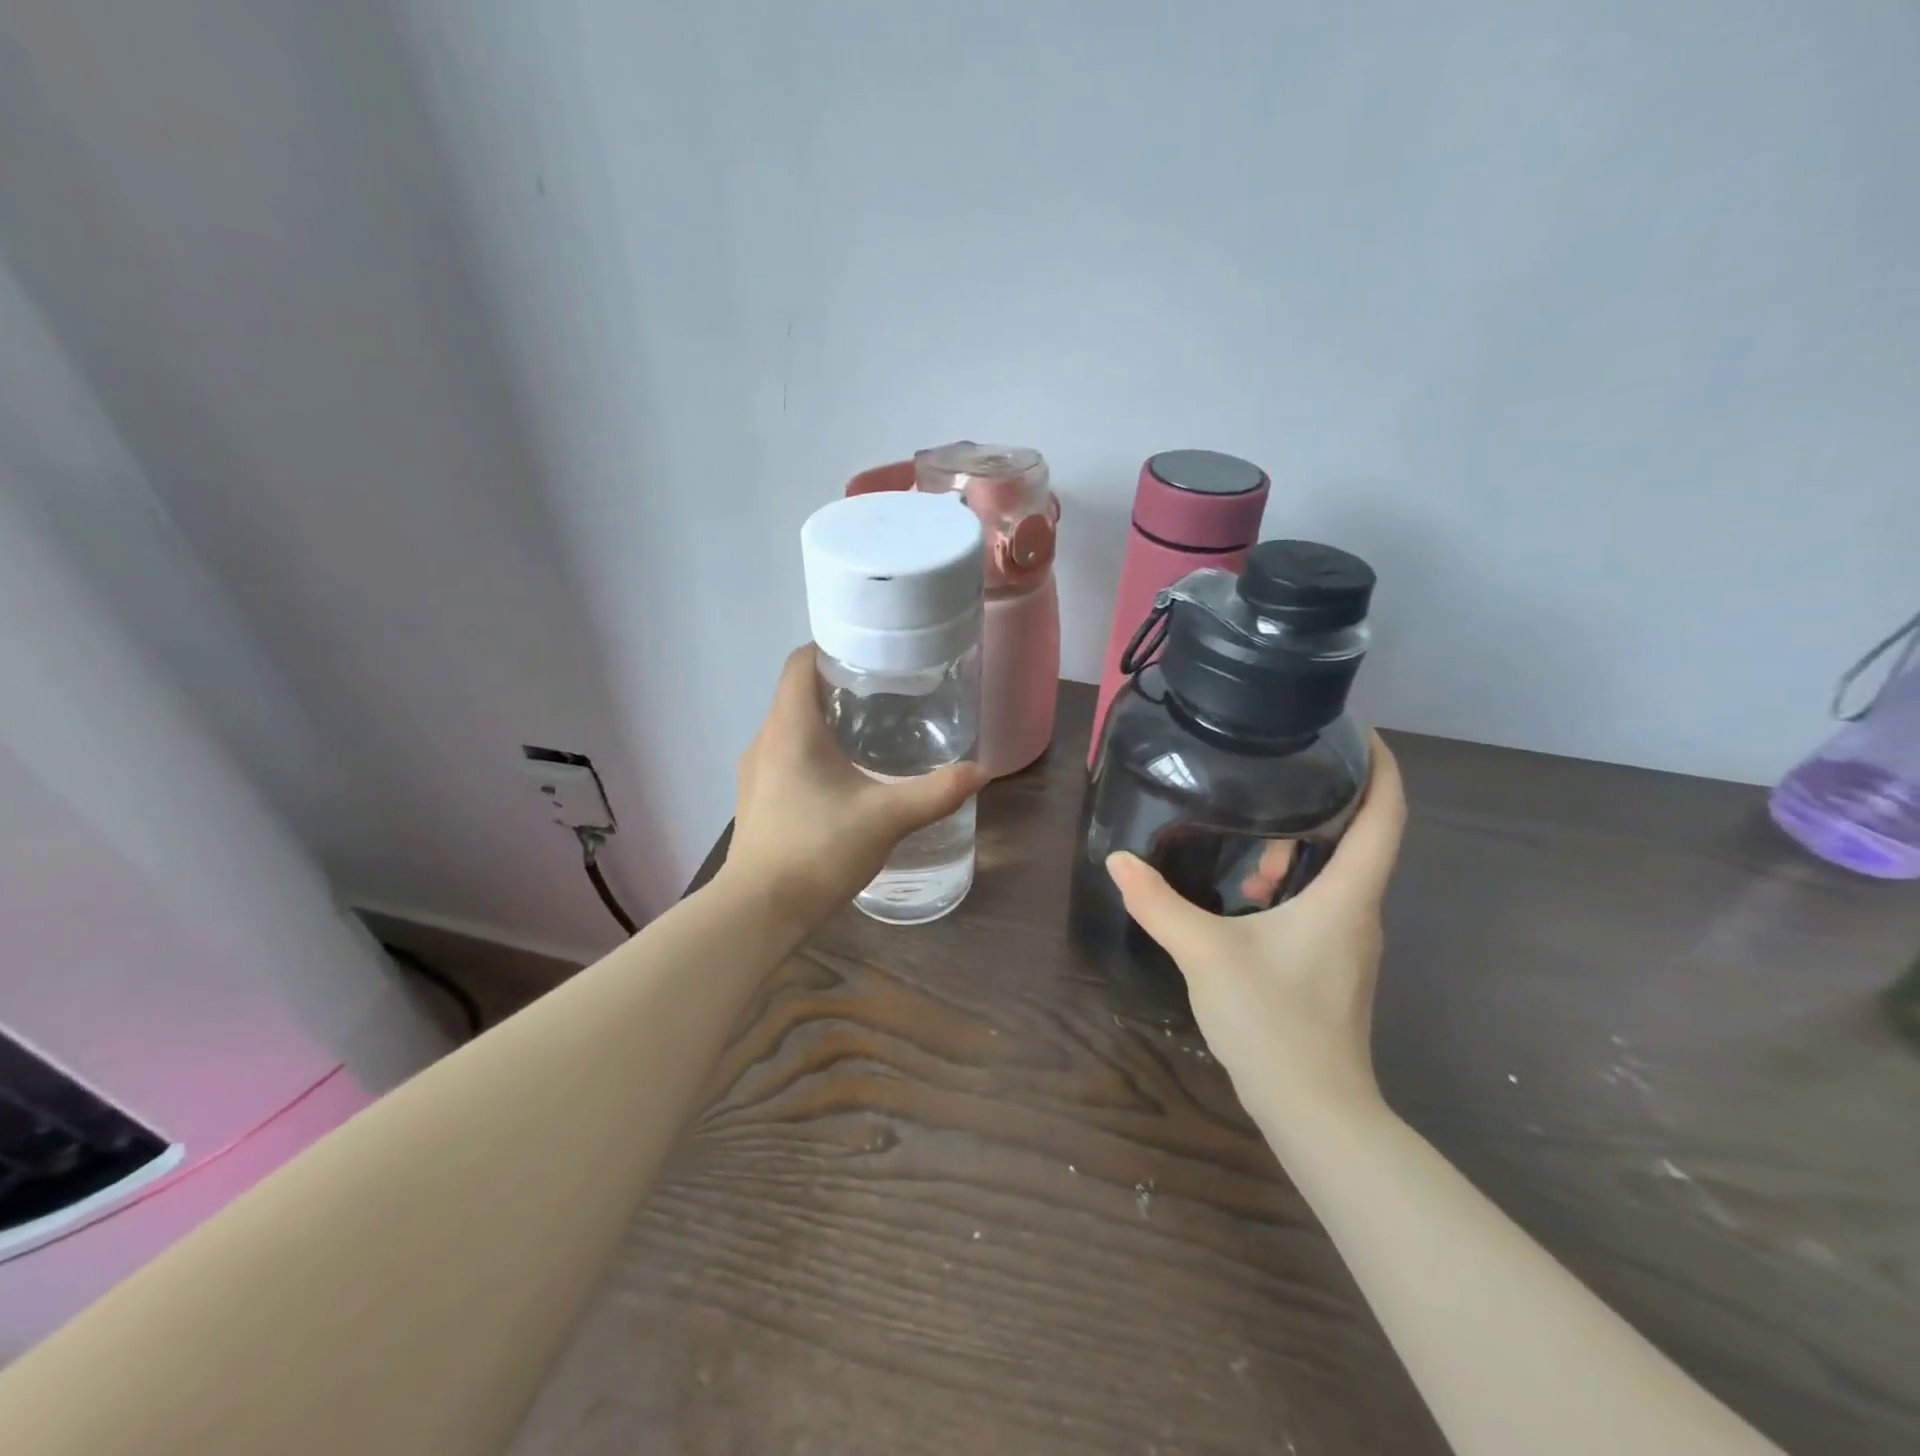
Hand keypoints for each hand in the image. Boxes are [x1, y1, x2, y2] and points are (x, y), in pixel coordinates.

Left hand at [725, 646, 987, 928]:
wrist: (759, 911)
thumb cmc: (817, 851)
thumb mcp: (886, 818)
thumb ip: (935, 793)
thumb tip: (981, 771)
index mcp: (790, 727)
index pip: (800, 662)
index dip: (832, 649)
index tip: (871, 658)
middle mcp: (765, 739)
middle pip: (798, 692)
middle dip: (839, 687)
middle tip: (887, 695)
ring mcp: (755, 771)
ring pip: (790, 726)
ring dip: (825, 722)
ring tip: (871, 734)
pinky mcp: (756, 798)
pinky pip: (785, 755)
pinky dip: (813, 751)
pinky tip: (845, 778)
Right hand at [1106, 732, 1406, 1115]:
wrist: (1314, 1110)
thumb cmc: (1273, 1021)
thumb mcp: (1205, 953)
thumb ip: (1159, 904)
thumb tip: (1119, 862)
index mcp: (1347, 896)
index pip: (1386, 816)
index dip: (1381, 767)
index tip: (1358, 732)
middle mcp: (1360, 911)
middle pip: (1362, 838)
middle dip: (1326, 801)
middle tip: (1280, 772)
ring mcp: (1350, 942)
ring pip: (1337, 873)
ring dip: (1301, 848)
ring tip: (1252, 837)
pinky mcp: (1334, 965)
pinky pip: (1323, 902)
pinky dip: (1293, 883)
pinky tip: (1249, 897)